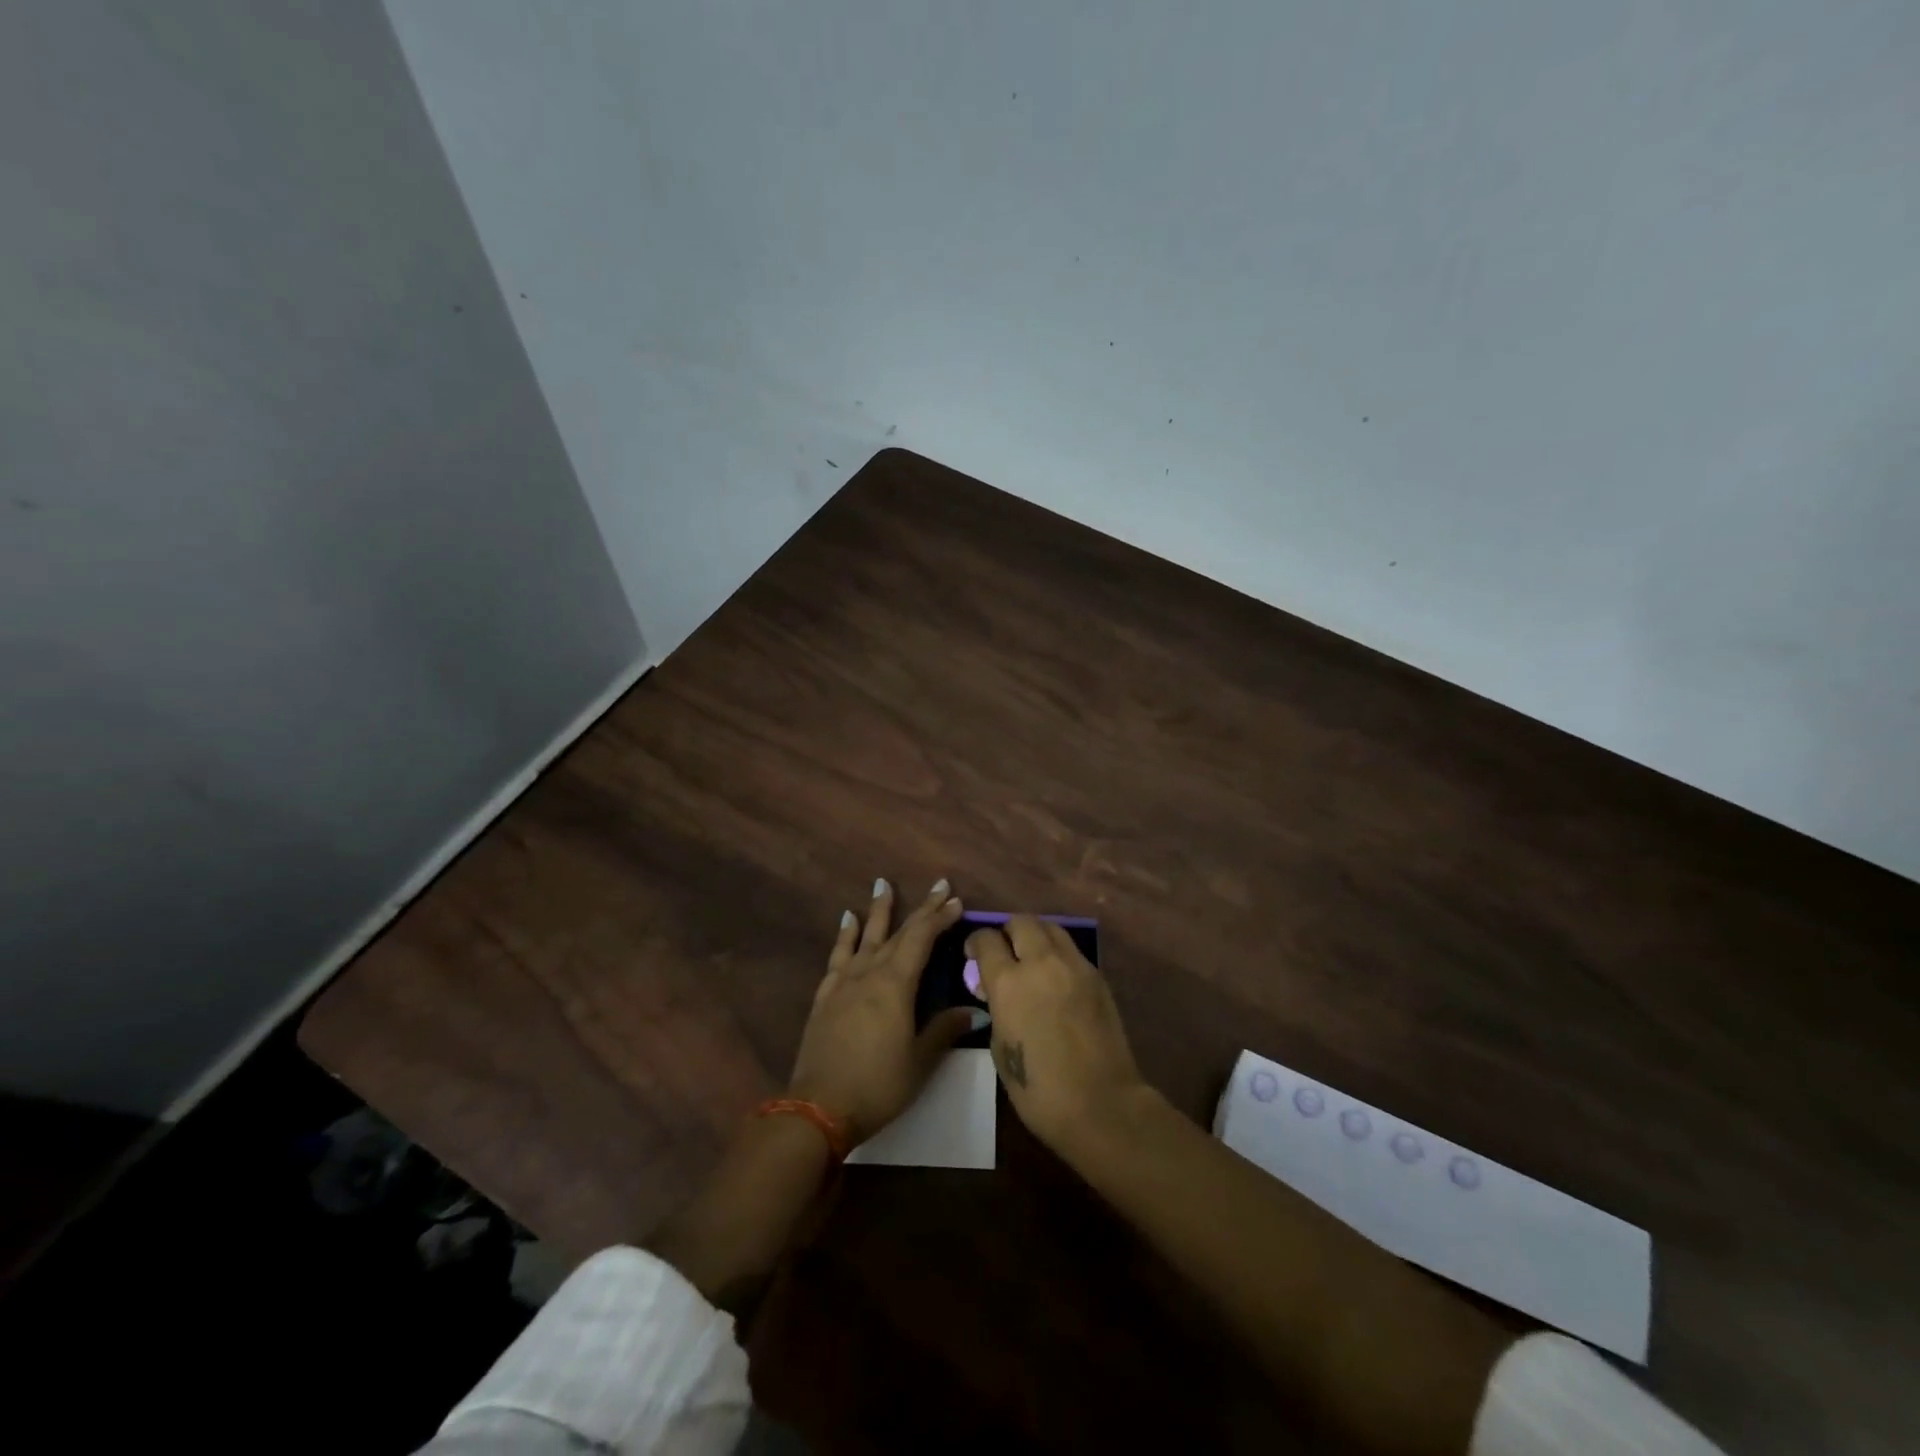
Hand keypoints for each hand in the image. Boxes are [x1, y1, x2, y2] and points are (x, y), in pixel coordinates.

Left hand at [788, 877, 975, 1145]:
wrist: (818, 1108)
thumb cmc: (878, 1084)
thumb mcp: (920, 1061)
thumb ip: (944, 1029)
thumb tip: (975, 1010)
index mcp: (895, 984)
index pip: (921, 939)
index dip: (940, 918)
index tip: (956, 900)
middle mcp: (869, 973)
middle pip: (898, 933)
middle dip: (921, 909)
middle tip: (938, 886)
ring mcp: (843, 983)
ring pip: (865, 936)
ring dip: (877, 910)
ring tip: (882, 884)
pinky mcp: (825, 996)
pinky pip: (838, 955)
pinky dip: (845, 935)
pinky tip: (848, 921)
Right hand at [967, 915, 1146, 1153]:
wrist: (1101, 1104)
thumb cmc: (1039, 1090)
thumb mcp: (1000, 1048)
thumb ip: (996, 1009)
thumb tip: (996, 993)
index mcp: (1009, 982)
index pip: (986, 940)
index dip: (975, 944)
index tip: (973, 956)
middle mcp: (1041, 962)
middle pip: (1020, 922)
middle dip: (1007, 932)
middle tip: (1004, 953)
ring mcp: (1074, 965)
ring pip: (1050, 927)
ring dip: (1035, 936)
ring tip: (1031, 959)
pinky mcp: (1097, 975)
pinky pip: (1071, 950)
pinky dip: (1057, 954)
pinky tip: (1055, 978)